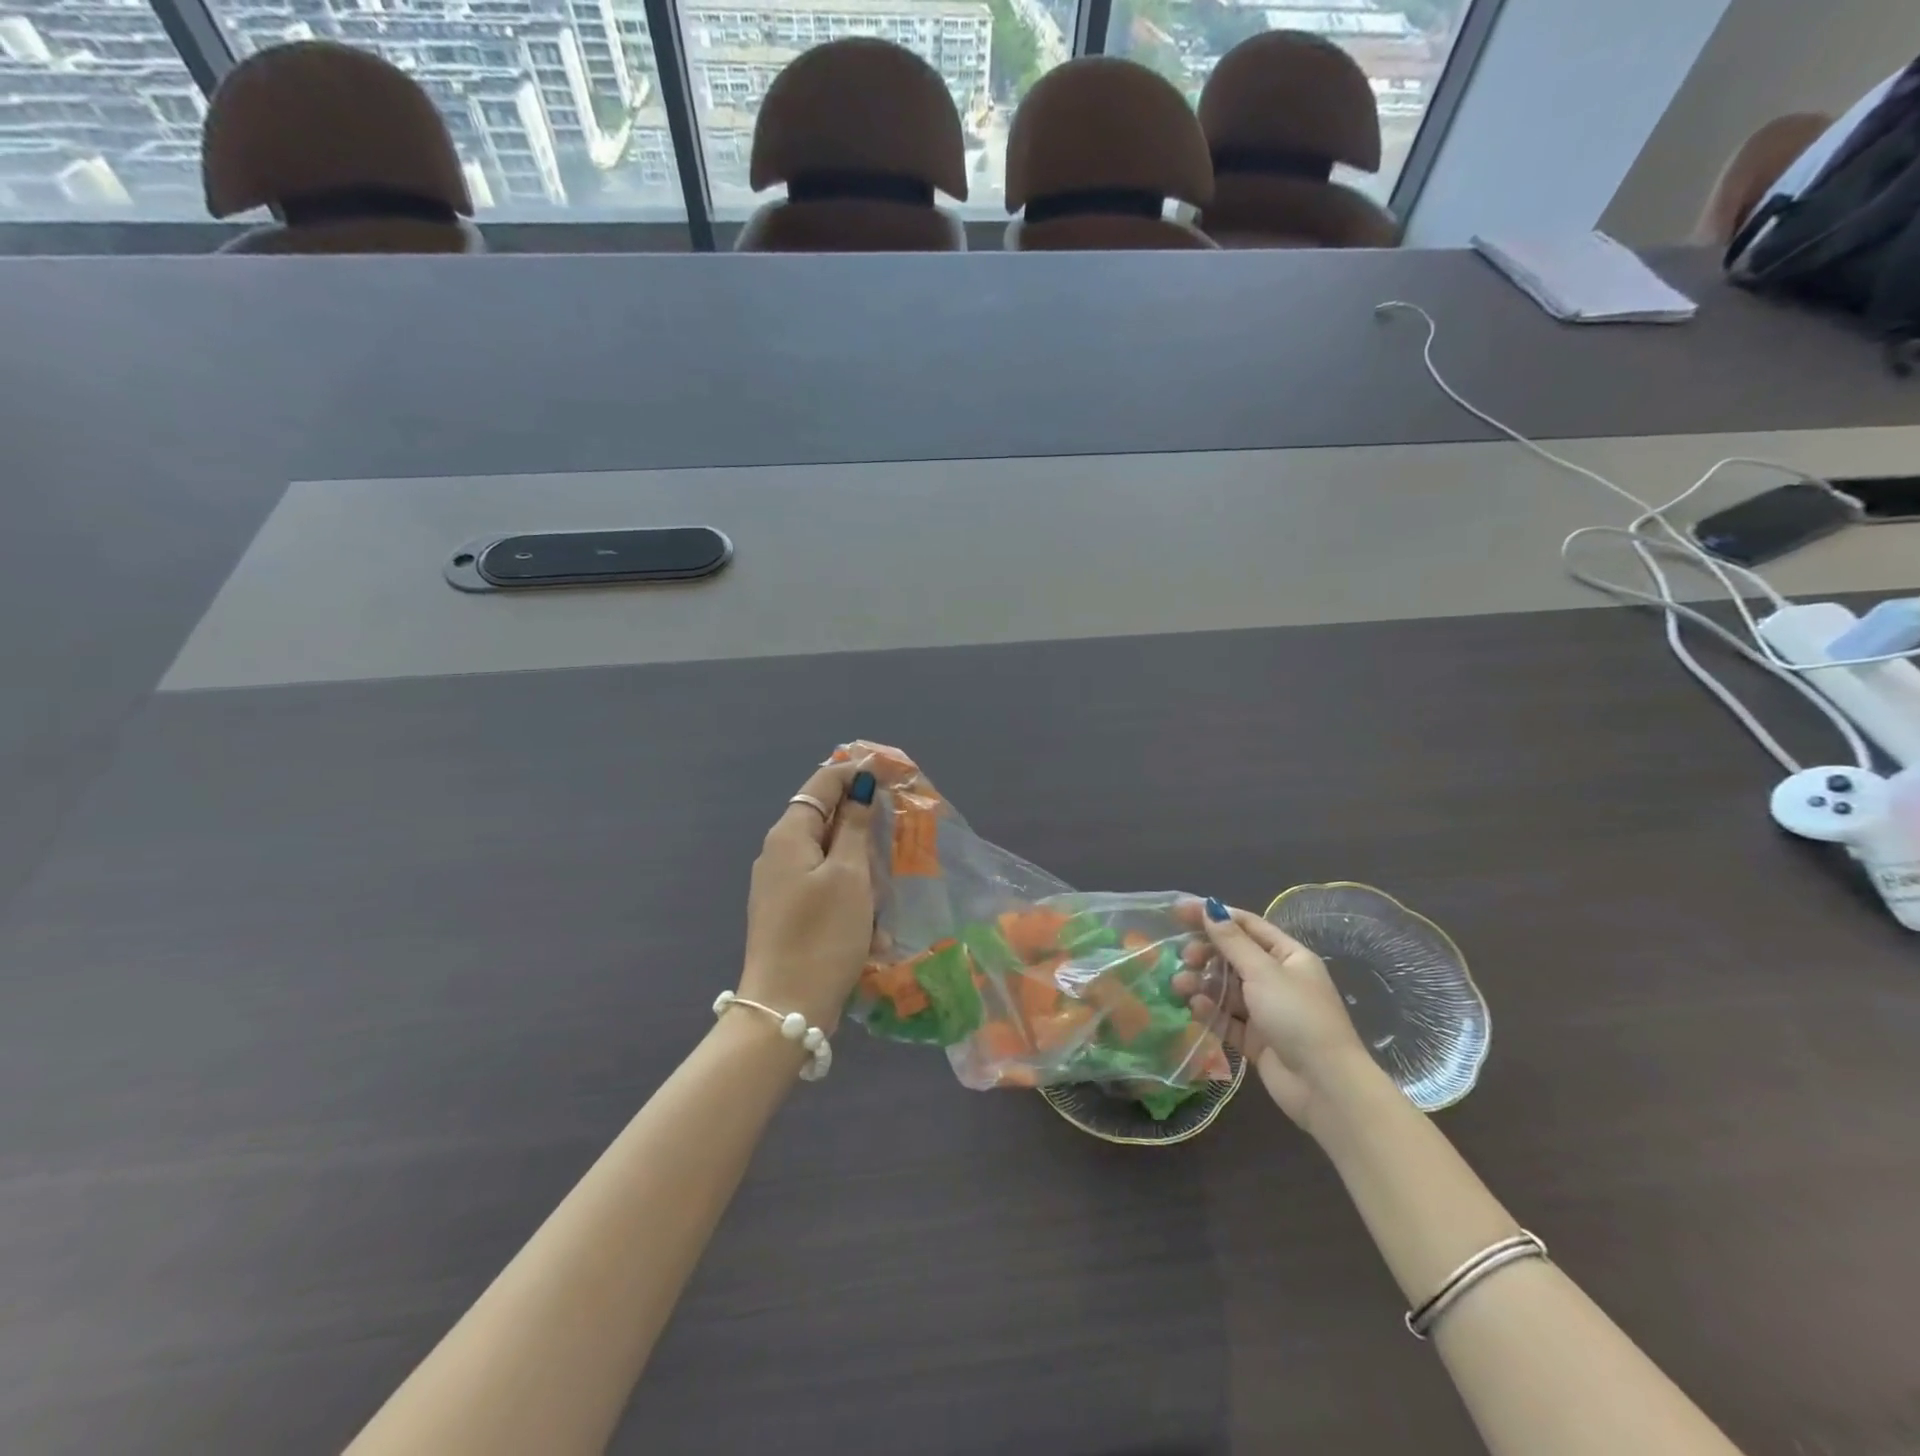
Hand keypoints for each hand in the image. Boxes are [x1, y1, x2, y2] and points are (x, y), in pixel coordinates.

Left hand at [739, 759, 877, 1032]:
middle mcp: (779, 853)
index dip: (857, 771)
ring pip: (830, 856)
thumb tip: (860, 786)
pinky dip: (850, 897)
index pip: (824, 783)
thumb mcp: (849, 875)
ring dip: (860, 867)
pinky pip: (825, 888)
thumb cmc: (822, 935)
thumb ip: (854, 826)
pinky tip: (871, 929)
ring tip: (884, 891)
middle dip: (862, 824)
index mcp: (789, 835)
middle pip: (826, 818)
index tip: (895, 771)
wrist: (785, 1008)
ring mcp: (781, 885)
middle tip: (898, 833)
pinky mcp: (789, 913)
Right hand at [1173, 900, 1377, 1133]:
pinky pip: (1227, 1018)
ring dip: (1202, 983)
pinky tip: (1196, 1008)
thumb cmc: (1297, 1016)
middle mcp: (1277, 979)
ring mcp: (1266, 1010)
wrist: (1324, 1086)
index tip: (1178, 911)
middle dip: (1205, 954)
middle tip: (1184, 957)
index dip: (1213, 916)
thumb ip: (1232, 941)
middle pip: (1233, 957)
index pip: (1246, 925)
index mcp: (1288, 956)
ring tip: (1180, 985)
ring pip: (1226, 988)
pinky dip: (1211, 1011)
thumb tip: (1210, 907)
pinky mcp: (1255, 1038)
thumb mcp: (1263, 972)